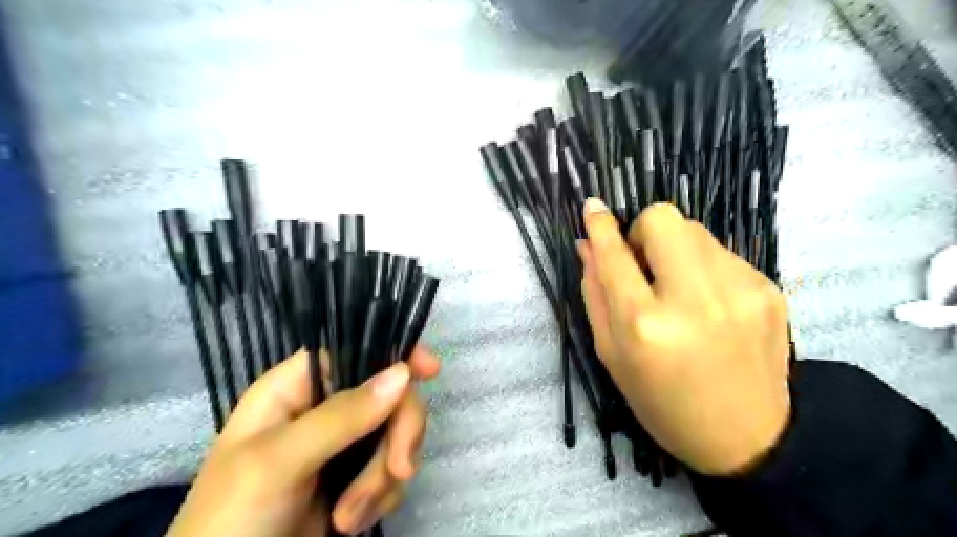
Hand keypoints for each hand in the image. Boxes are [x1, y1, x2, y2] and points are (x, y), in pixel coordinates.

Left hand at [165, 347, 440, 533]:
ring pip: (395, 435)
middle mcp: (323, 409)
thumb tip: (402, 374)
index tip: (430, 370)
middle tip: (398, 469)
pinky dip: (381, 498)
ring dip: (383, 477)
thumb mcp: (279, 463)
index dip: (393, 354)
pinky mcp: (355, 479)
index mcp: (295, 389)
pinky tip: (351, 524)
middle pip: (388, 395)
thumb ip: (340, 417)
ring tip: (349, 516)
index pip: (353, 351)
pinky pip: (392, 470)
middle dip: (397, 435)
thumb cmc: (232, 519)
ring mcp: (342, 445)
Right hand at [575, 198, 792, 475]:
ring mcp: (740, 290)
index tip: (592, 207)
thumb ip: (595, 294)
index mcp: (644, 325)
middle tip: (643, 263)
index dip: (600, 226)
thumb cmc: (661, 400)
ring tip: (678, 289)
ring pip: (694, 230)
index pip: (615, 255)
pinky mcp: (769, 289)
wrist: (745, 437)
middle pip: (663, 219)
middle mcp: (693, 299)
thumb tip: (587, 245)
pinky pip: (722, 252)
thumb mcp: (611, 354)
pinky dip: (703, 266)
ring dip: (675, 250)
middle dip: (643, 230)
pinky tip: (709, 303)